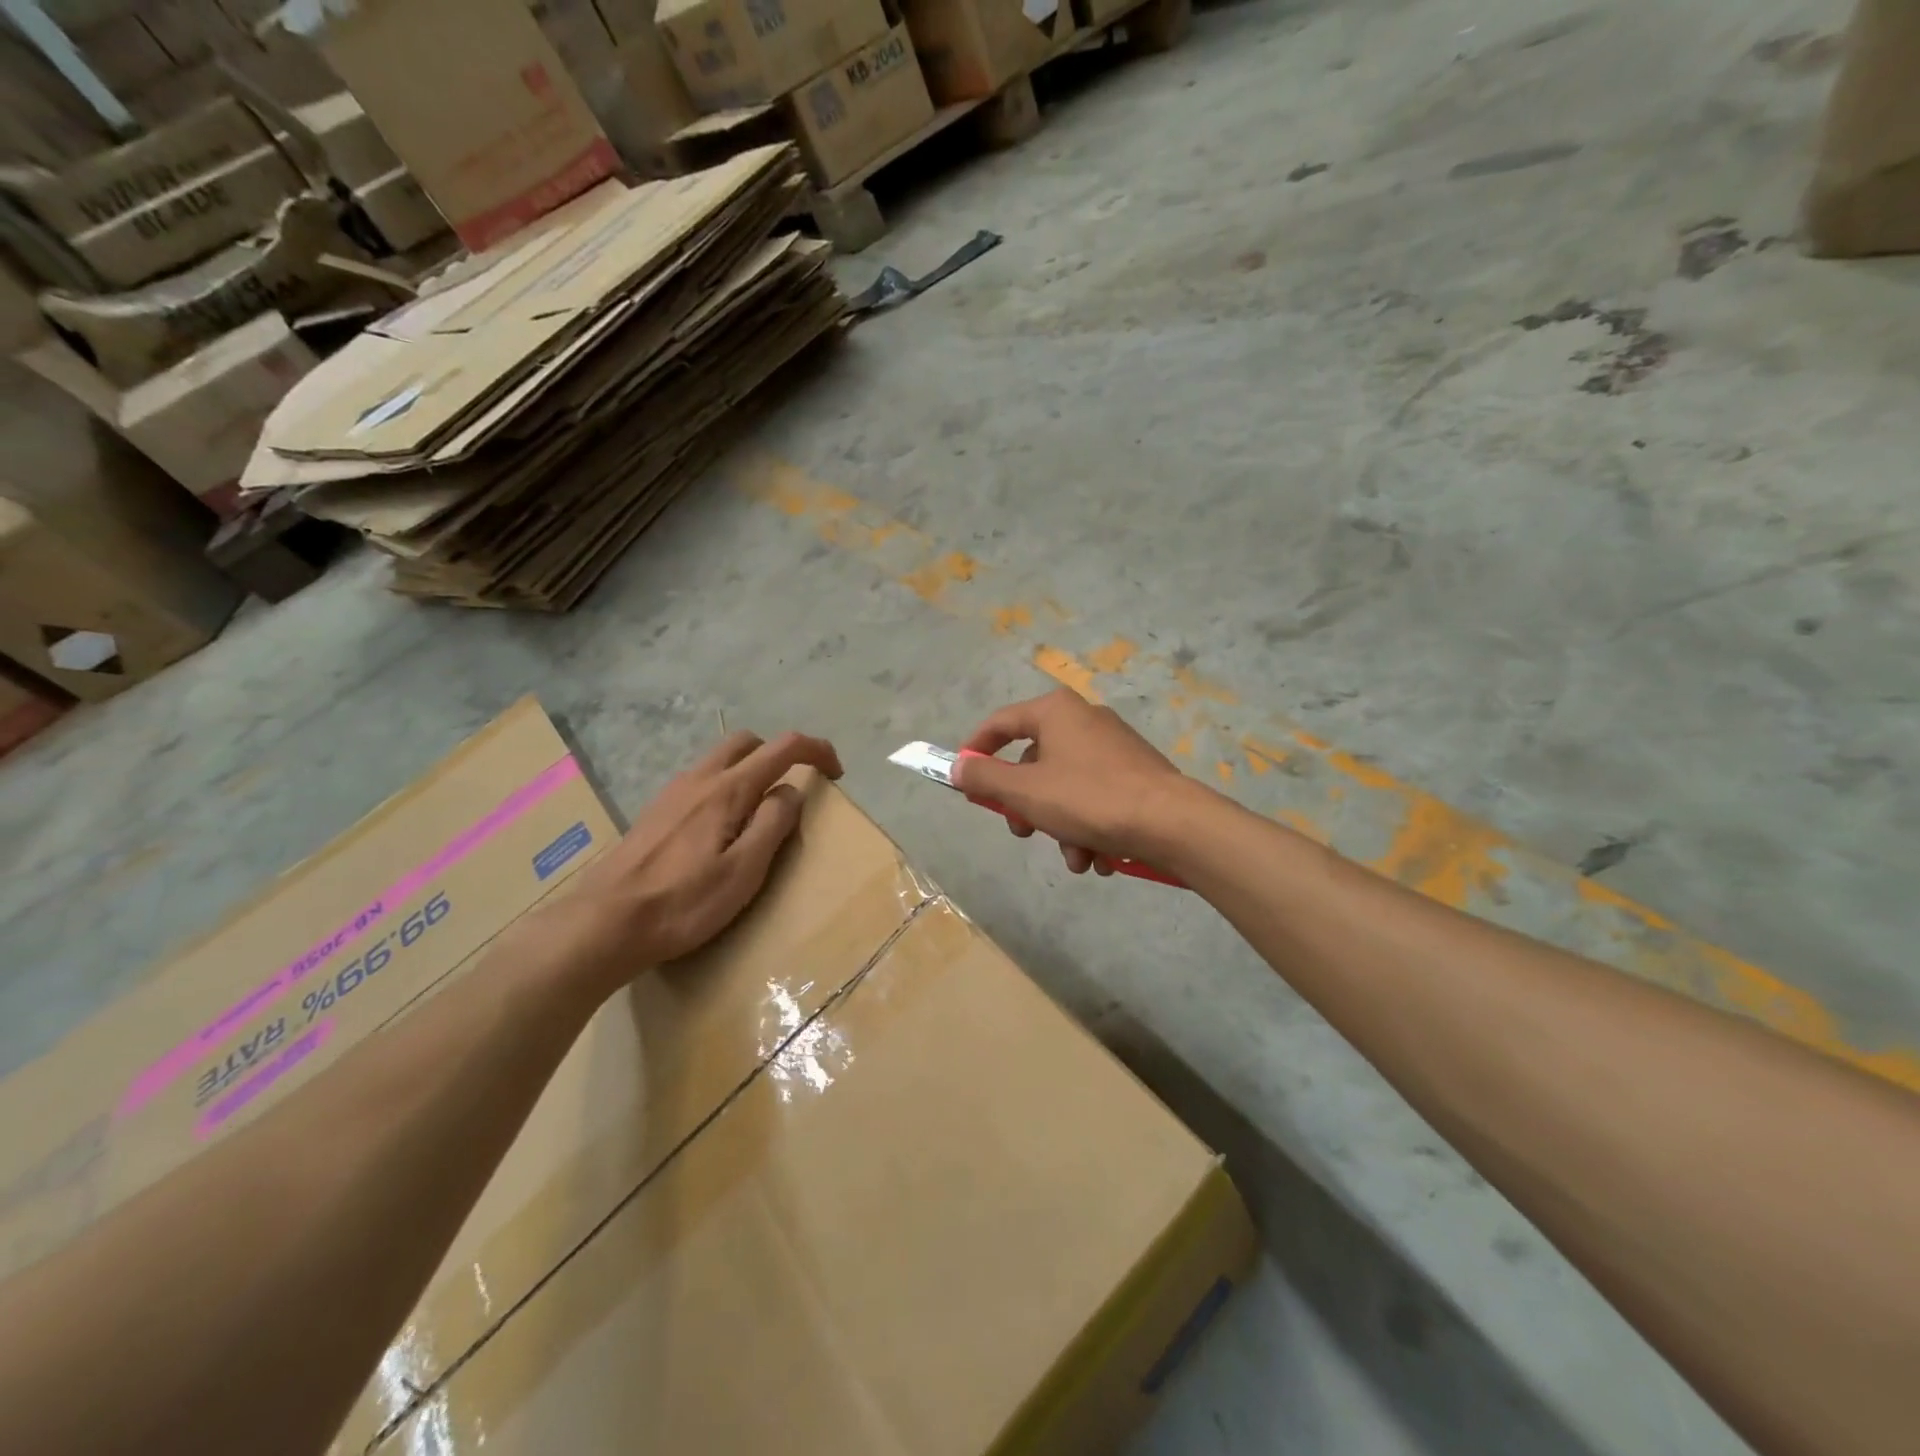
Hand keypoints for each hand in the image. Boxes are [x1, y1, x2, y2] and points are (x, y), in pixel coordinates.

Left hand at [545, 730, 841, 991]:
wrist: (604, 923)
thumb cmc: (683, 903)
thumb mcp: (744, 872)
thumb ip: (773, 824)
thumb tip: (791, 791)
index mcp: (727, 790)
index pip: (782, 748)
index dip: (816, 750)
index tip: (835, 772)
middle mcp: (699, 779)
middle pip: (747, 741)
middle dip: (779, 753)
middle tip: (795, 788)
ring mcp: (673, 792)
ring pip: (720, 759)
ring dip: (750, 769)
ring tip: (761, 812)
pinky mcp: (656, 811)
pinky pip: (701, 780)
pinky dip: (725, 785)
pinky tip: (722, 828)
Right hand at [953, 690, 1195, 873]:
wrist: (1172, 822)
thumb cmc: (1089, 799)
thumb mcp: (1025, 791)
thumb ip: (984, 777)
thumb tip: (957, 767)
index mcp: (1056, 712)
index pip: (1001, 722)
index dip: (976, 749)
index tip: (963, 779)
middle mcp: (1084, 719)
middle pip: (1035, 761)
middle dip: (1026, 806)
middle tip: (1023, 833)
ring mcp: (1114, 746)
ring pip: (1066, 787)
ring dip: (1062, 828)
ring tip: (1076, 859)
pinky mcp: (1136, 773)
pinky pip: (1096, 797)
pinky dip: (1090, 827)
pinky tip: (1099, 857)